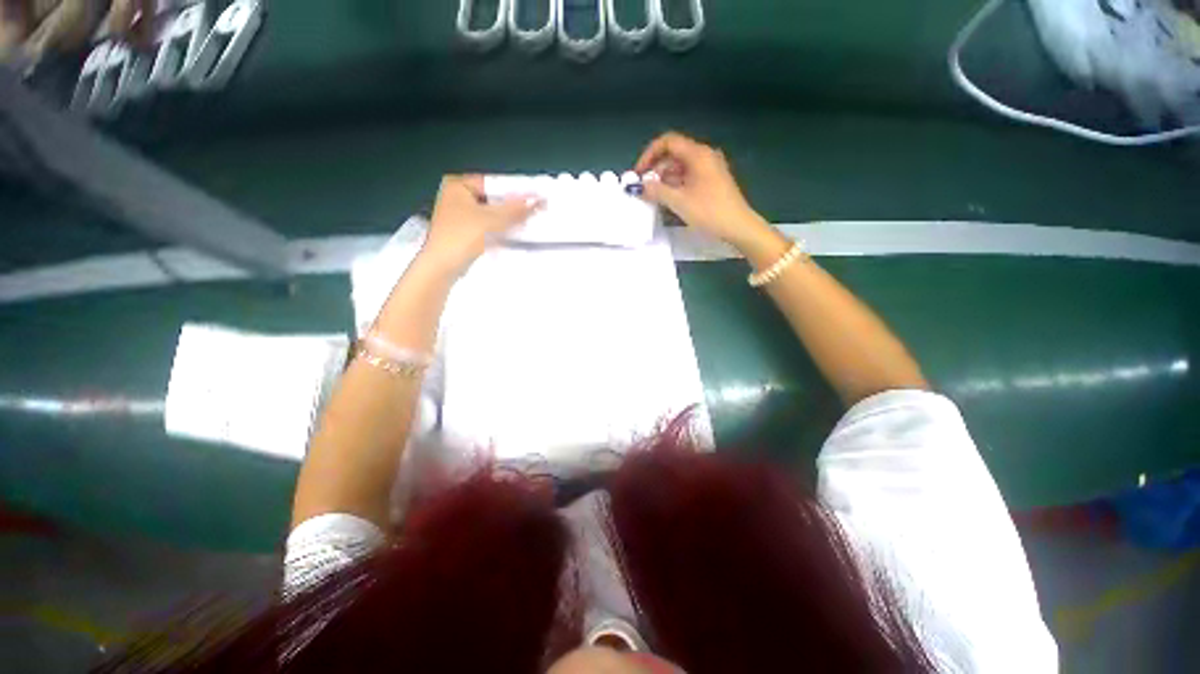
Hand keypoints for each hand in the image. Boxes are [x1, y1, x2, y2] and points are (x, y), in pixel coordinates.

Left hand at [420, 175, 541, 273]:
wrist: (442, 267)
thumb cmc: (463, 236)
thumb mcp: (493, 220)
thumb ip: (516, 209)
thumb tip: (539, 200)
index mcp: (458, 185)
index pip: (494, 183)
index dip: (515, 191)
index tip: (535, 197)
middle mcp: (456, 197)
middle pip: (492, 199)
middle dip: (512, 207)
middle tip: (535, 211)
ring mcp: (459, 216)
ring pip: (491, 214)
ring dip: (508, 220)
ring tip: (529, 223)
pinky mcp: (464, 233)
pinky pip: (487, 227)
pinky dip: (500, 230)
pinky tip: (515, 234)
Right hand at [634, 132, 770, 249]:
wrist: (738, 227)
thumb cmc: (709, 212)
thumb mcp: (679, 202)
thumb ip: (656, 191)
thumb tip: (639, 186)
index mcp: (698, 154)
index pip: (668, 142)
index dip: (649, 154)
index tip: (638, 173)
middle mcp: (704, 156)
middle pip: (674, 154)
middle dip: (655, 169)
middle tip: (643, 188)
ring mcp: (710, 169)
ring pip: (680, 167)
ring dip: (664, 179)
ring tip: (653, 197)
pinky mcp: (712, 181)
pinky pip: (689, 177)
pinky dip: (676, 185)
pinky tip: (669, 200)